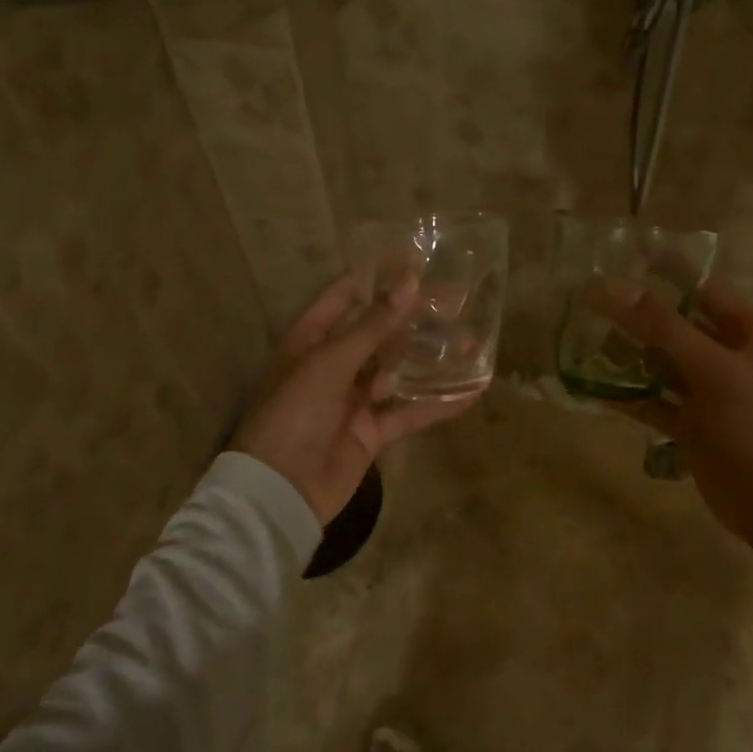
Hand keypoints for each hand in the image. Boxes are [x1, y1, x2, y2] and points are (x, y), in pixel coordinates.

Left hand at [232, 269, 480, 523]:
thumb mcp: (328, 364)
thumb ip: (372, 326)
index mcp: (312, 339)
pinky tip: (470, 392)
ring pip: (400, 370)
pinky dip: (438, 403)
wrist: (280, 491)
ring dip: (433, 357)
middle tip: (460, 299)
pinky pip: (410, 411)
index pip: (347, 295)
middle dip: (417, 316)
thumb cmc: (293, 415)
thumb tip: (410, 283)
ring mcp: (355, 399)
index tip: (418, 259)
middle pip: (382, 331)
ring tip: (472, 341)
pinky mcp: (373, 431)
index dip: (379, 276)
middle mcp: (335, 364)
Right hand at [592, 277, 752, 575]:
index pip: (700, 288)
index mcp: (746, 333)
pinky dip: (628, 396)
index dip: (664, 270)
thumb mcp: (713, 370)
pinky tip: (593, 388)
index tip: (621, 255)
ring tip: (582, 342)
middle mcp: (727, 357)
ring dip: (627, 356)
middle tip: (587, 303)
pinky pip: (654, 402)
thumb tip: (613, 288)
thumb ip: (664, 328)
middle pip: (674, 326)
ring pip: (660, 365)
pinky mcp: (691, 426)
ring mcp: (708, 393)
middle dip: (635, 316)